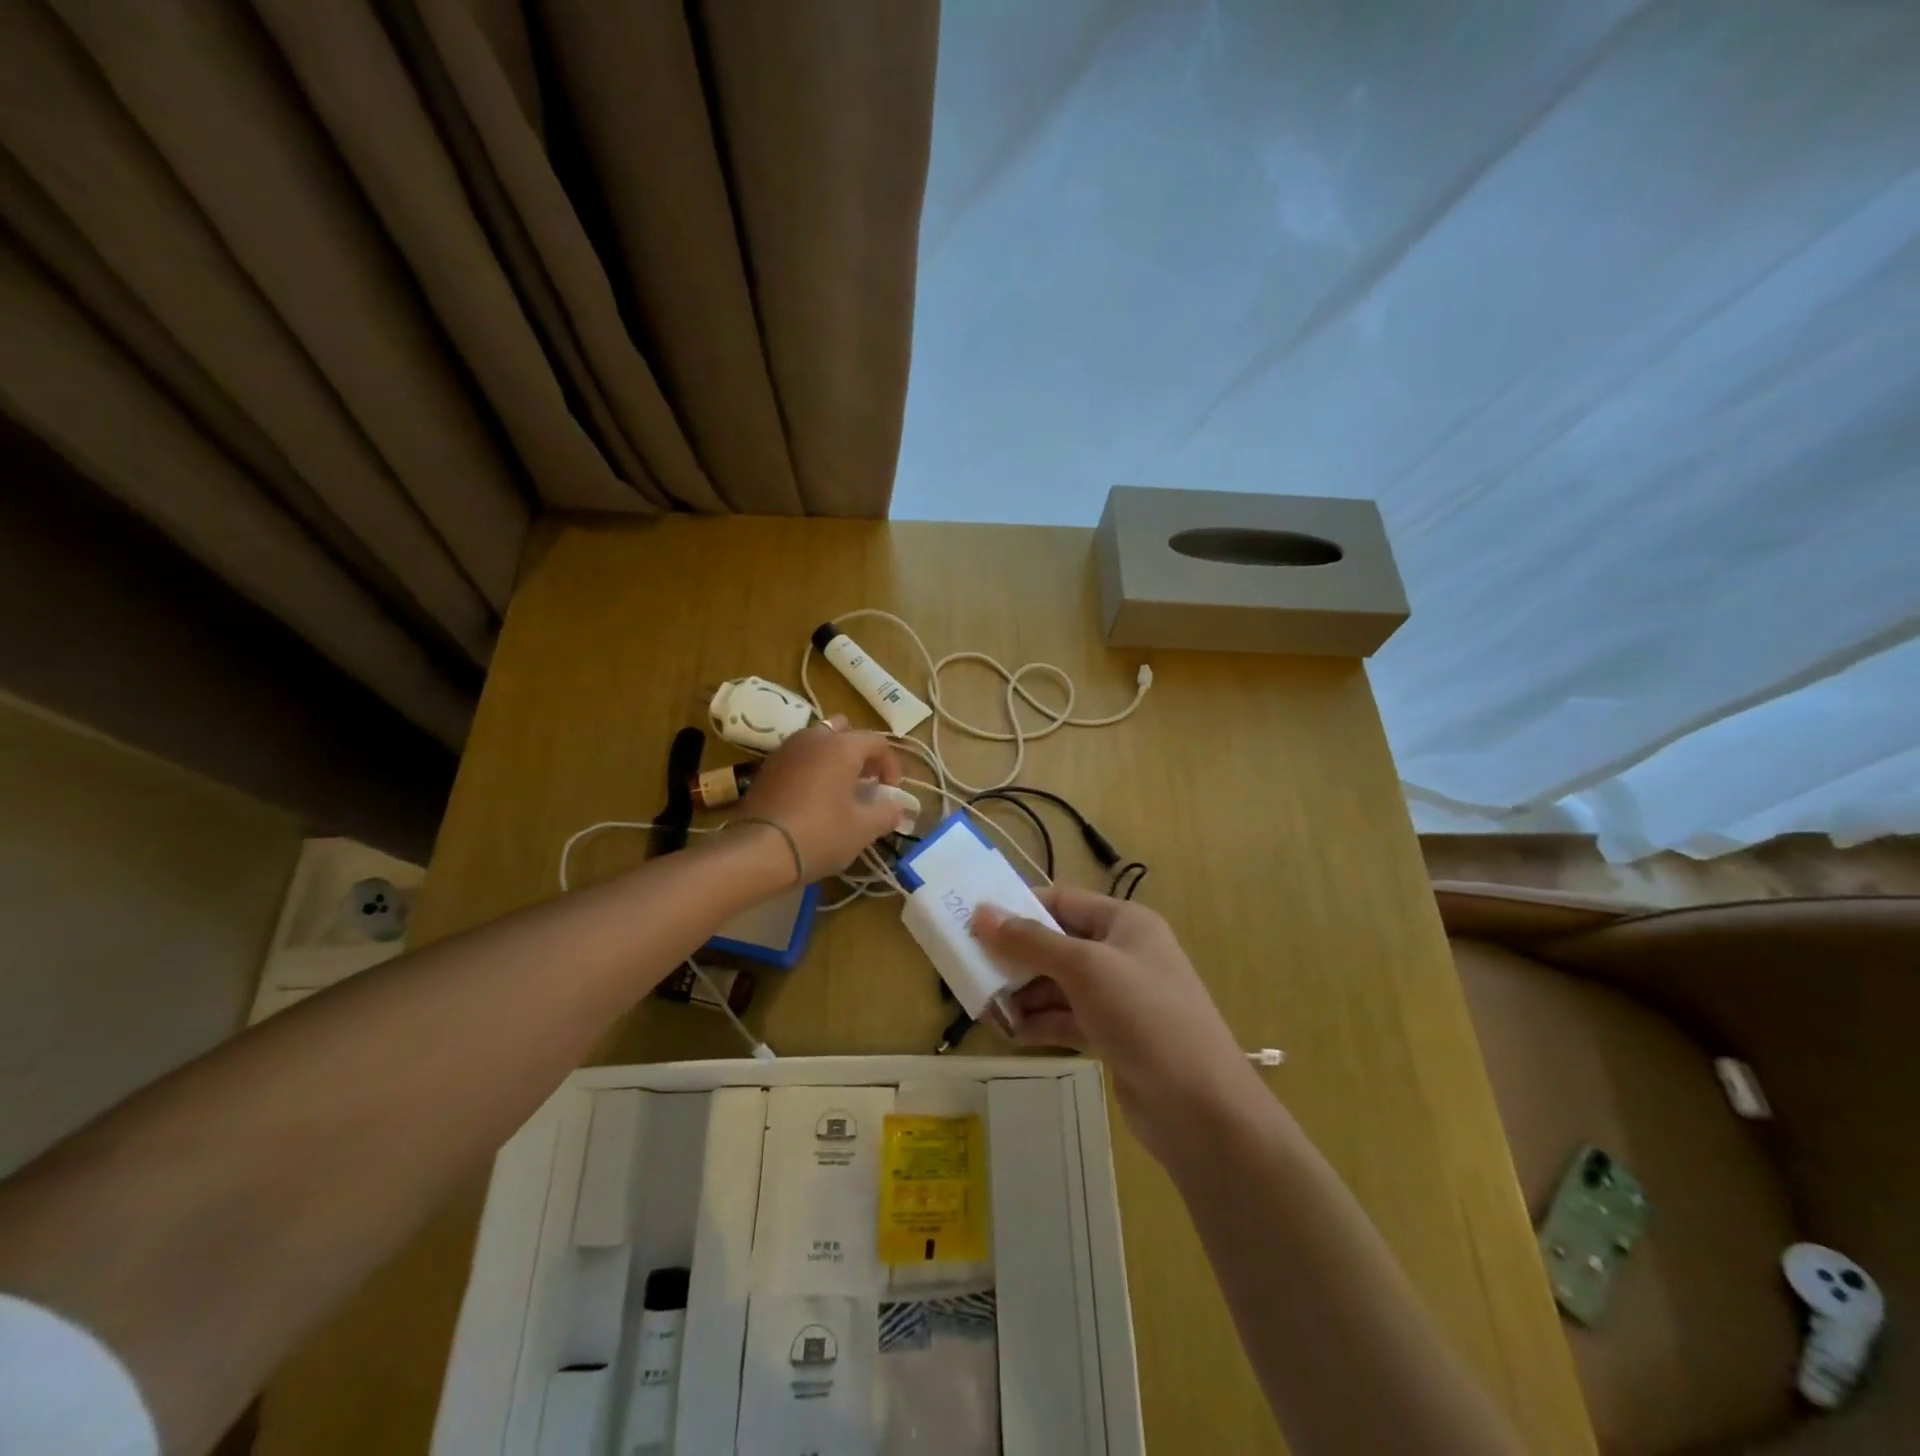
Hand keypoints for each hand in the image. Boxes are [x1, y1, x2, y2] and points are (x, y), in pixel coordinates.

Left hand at [736, 715, 903, 878]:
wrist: (759, 851)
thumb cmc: (820, 834)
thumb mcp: (863, 829)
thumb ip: (887, 813)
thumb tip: (896, 808)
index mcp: (842, 746)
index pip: (877, 742)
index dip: (891, 765)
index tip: (891, 791)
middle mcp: (814, 738)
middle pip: (844, 732)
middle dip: (859, 753)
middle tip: (865, 781)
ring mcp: (786, 750)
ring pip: (818, 742)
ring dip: (833, 759)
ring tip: (839, 790)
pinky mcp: (766, 767)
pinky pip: (798, 758)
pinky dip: (810, 769)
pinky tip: (813, 797)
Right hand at [971, 887, 1256, 1162]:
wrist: (1200, 1107)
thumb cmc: (1144, 1016)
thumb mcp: (1084, 968)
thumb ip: (1030, 941)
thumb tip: (982, 913)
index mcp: (1124, 922)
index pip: (1062, 901)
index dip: (1019, 907)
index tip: (975, 919)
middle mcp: (1122, 954)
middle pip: (1057, 944)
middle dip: (1016, 956)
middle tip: (969, 966)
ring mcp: (1119, 998)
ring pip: (1058, 985)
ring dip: (1022, 993)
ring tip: (982, 1004)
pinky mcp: (1113, 1037)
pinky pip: (1066, 1019)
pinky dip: (1038, 1023)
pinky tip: (1007, 1031)